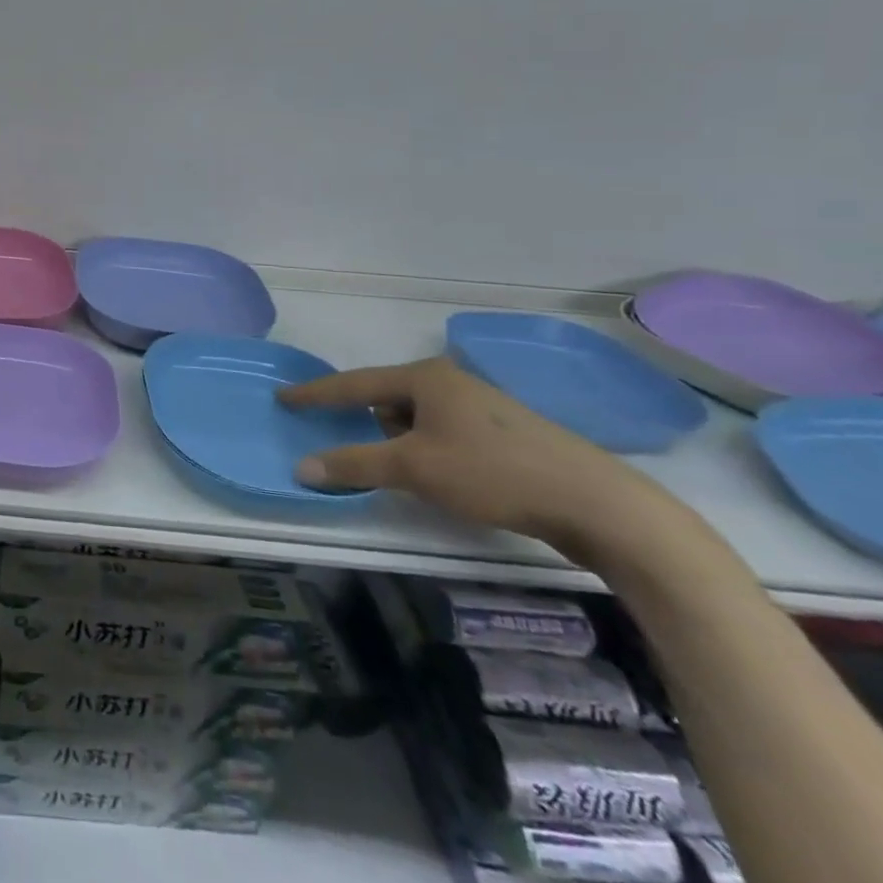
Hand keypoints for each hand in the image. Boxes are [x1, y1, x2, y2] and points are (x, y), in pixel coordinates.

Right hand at [280, 356, 653, 548]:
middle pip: (387, 400)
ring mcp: (482, 407)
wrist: (599, 505)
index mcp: (426, 377)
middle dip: (368, 425)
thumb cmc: (494, 473)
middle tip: (352, 447)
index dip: (316, 394)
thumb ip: (355, 464)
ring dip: (402, 442)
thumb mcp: (415, 468)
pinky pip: (445, 435)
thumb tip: (302, 466)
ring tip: (406, 473)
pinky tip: (442, 479)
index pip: (354, 384)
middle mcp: (451, 382)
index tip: (283, 397)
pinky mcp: (506, 435)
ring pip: (418, 420)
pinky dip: (429, 452)